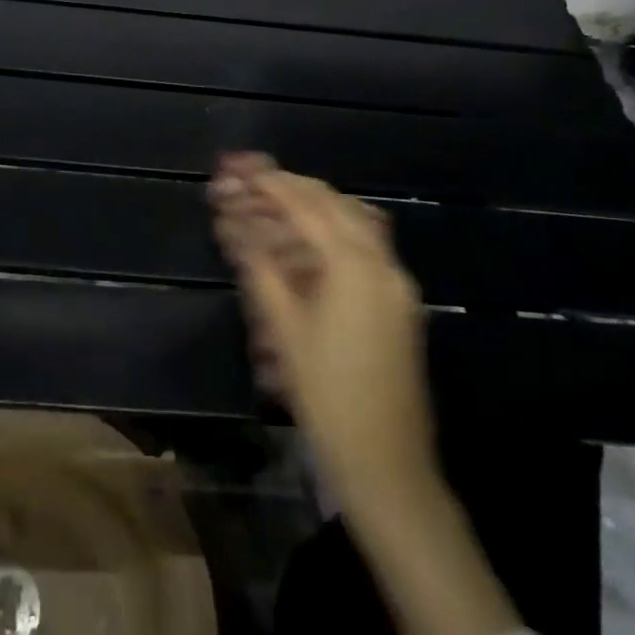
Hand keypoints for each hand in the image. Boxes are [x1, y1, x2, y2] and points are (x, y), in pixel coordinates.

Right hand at [208, 153, 438, 506]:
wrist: (387, 467)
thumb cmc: (327, 397)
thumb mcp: (284, 328)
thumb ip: (260, 265)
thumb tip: (234, 220)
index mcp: (354, 266)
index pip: (306, 206)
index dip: (270, 183)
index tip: (239, 167)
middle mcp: (382, 263)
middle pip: (333, 204)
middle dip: (291, 187)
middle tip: (252, 179)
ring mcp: (397, 283)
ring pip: (353, 221)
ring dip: (313, 206)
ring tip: (274, 202)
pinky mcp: (399, 302)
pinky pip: (365, 246)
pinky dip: (333, 231)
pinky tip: (305, 240)